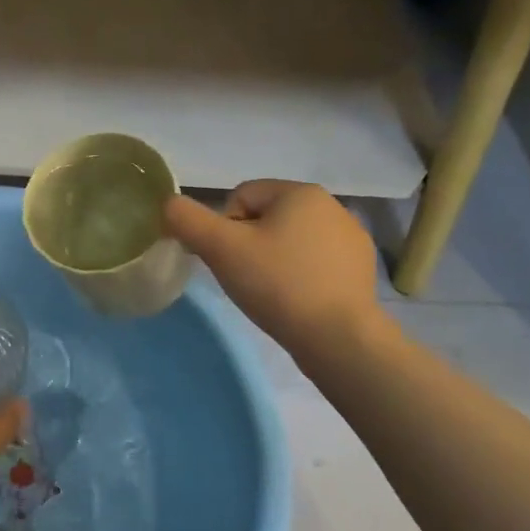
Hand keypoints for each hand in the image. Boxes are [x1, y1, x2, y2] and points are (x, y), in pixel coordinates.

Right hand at [164, 181, 389, 362]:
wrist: (339, 338)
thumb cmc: (277, 284)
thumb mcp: (220, 248)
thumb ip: (187, 219)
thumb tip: (168, 204)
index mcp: (301, 192)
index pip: (240, 196)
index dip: (223, 228)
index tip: (228, 259)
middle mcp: (332, 205)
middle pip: (265, 217)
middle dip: (248, 243)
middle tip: (244, 277)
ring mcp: (351, 238)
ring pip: (289, 239)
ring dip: (273, 259)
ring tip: (270, 292)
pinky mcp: (360, 268)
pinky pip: (314, 261)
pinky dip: (299, 275)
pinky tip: (296, 301)